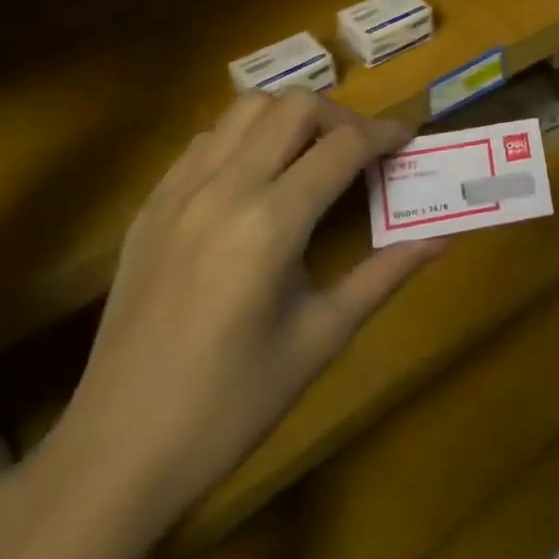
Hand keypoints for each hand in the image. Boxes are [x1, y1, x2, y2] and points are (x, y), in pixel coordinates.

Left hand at [47, 90, 442, 522]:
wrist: (117, 453)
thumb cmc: (232, 405)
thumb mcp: (321, 338)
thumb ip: (384, 275)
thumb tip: (441, 239)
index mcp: (271, 225)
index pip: (343, 145)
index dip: (385, 134)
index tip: (408, 139)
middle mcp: (224, 190)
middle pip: (295, 105)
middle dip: (341, 116)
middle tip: (361, 152)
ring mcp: (179, 192)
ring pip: (246, 108)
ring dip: (290, 117)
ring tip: (311, 155)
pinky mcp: (150, 205)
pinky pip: (206, 139)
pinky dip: (244, 137)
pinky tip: (257, 179)